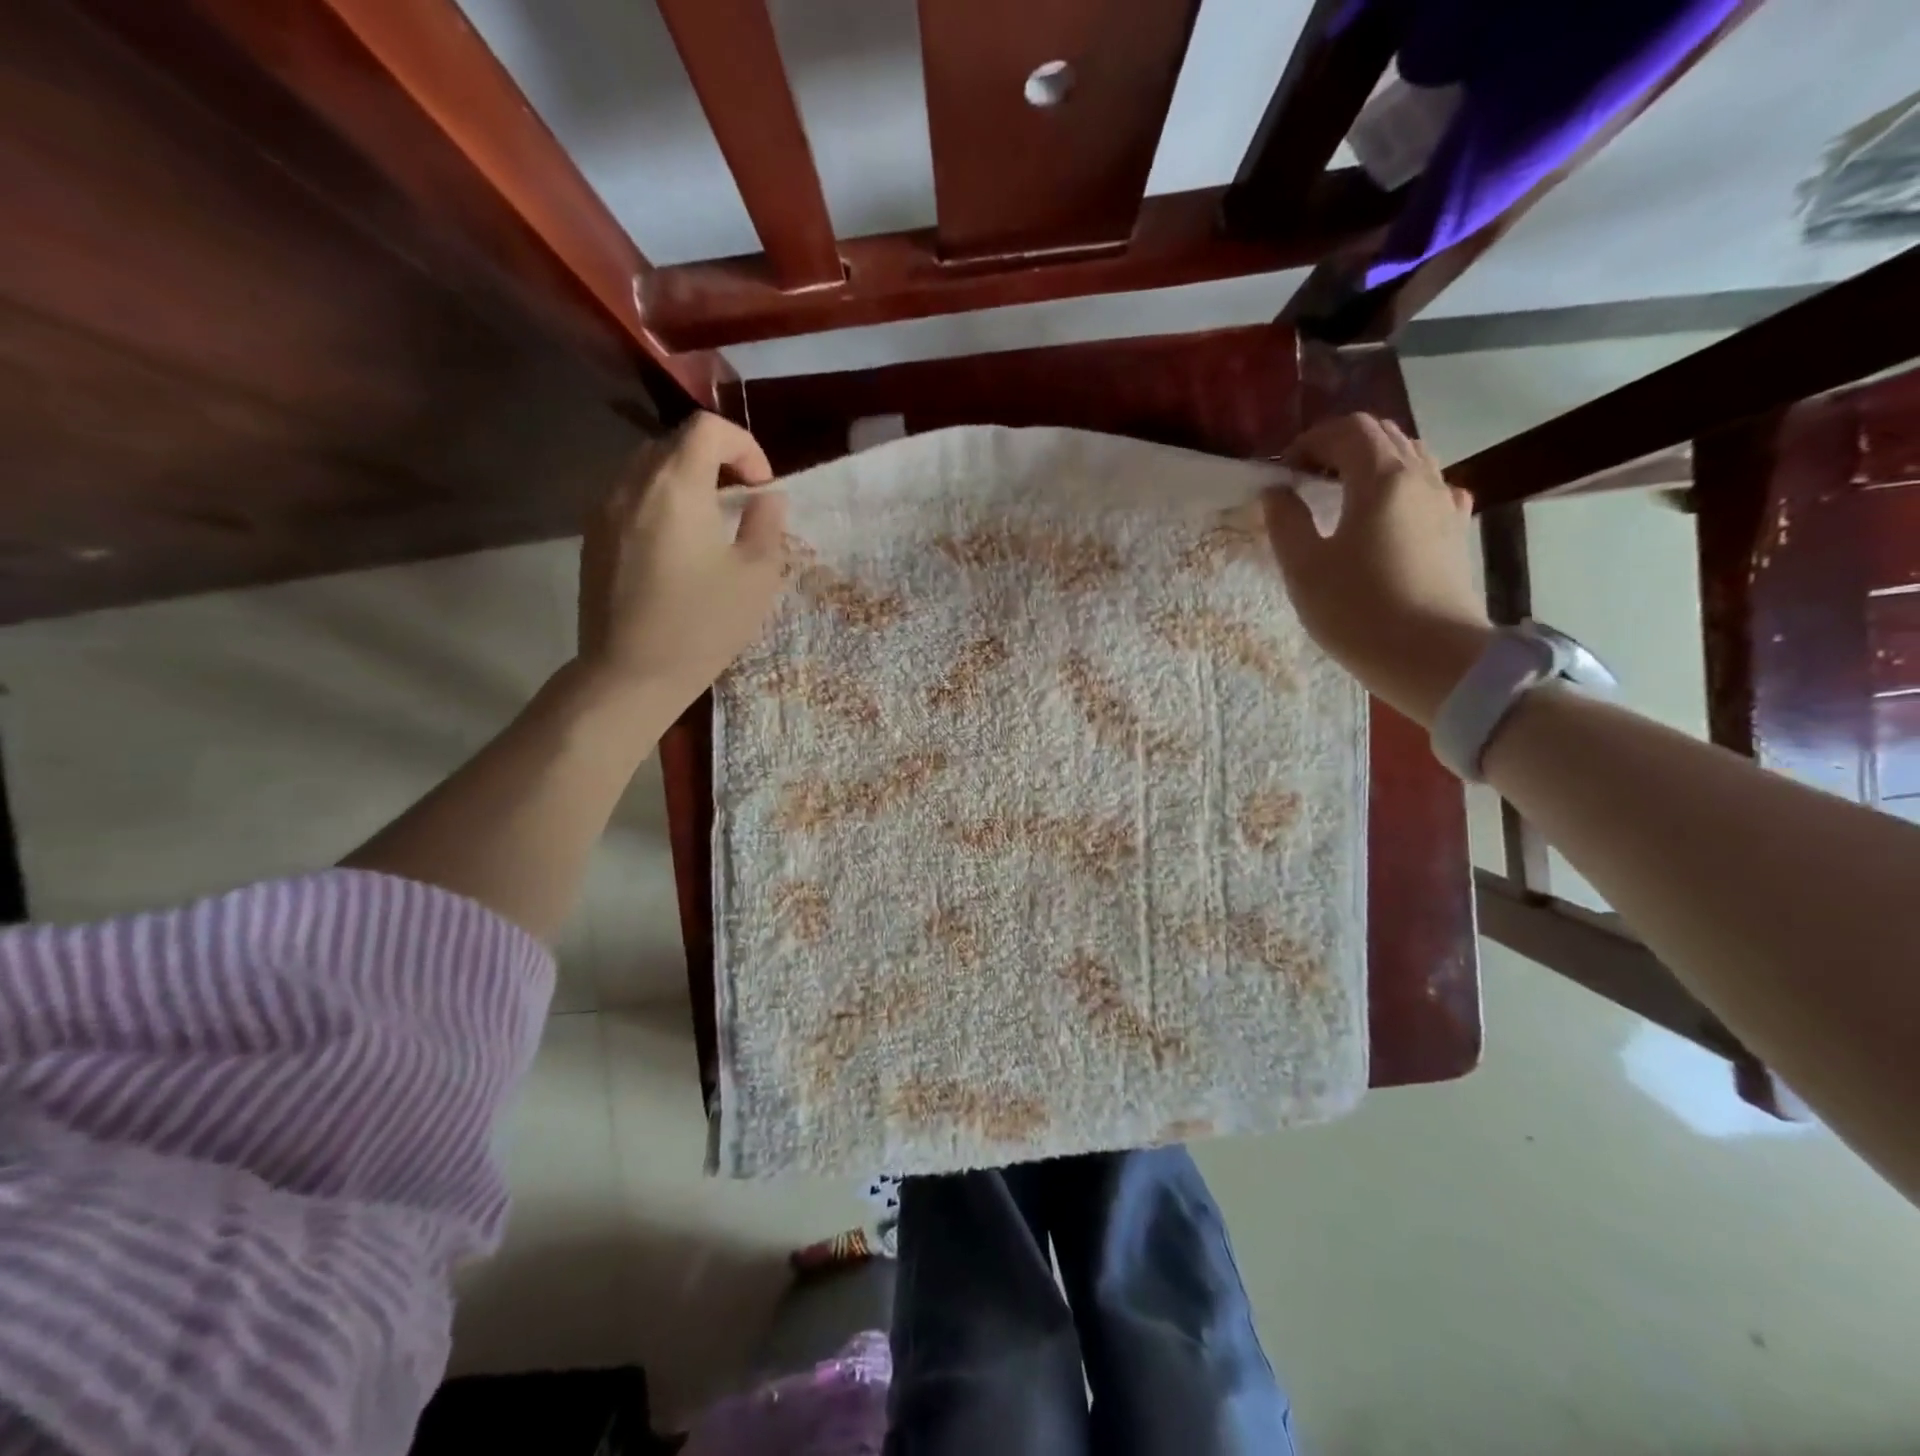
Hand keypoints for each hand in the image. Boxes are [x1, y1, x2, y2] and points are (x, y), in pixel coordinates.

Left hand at [575, 411, 786, 713]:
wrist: (630, 674)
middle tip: (740, 503)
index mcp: (676, 485)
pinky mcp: (592, 536)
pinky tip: (676, 546)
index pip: (708, 428)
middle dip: (716, 462)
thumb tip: (765, 497)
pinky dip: (659, 502)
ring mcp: (604, 509)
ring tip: (709, 523)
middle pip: (675, 443)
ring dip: (685, 481)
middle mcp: (632, 484)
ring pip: (648, 468)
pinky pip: (629, 497)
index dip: (744, 446)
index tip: (762, 487)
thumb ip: (766, 524)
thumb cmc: (702, 625)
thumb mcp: (756, 576)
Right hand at [1262, 413, 1491, 727]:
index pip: (1347, 430)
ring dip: (1371, 465)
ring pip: (1410, 458)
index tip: (1283, 472)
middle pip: (1382, 435)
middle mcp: (1421, 477)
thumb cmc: (1358, 610)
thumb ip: (1285, 521)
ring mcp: (1446, 503)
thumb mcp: (1304, 568)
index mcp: (1381, 477)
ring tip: (1341, 497)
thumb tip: (1276, 492)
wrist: (1433, 657)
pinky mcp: (1457, 531)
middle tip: (1306, 480)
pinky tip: (1388, 517)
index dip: (1309, 441)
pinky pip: (1430, 488)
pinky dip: (1402, 487)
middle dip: (1339, 447)